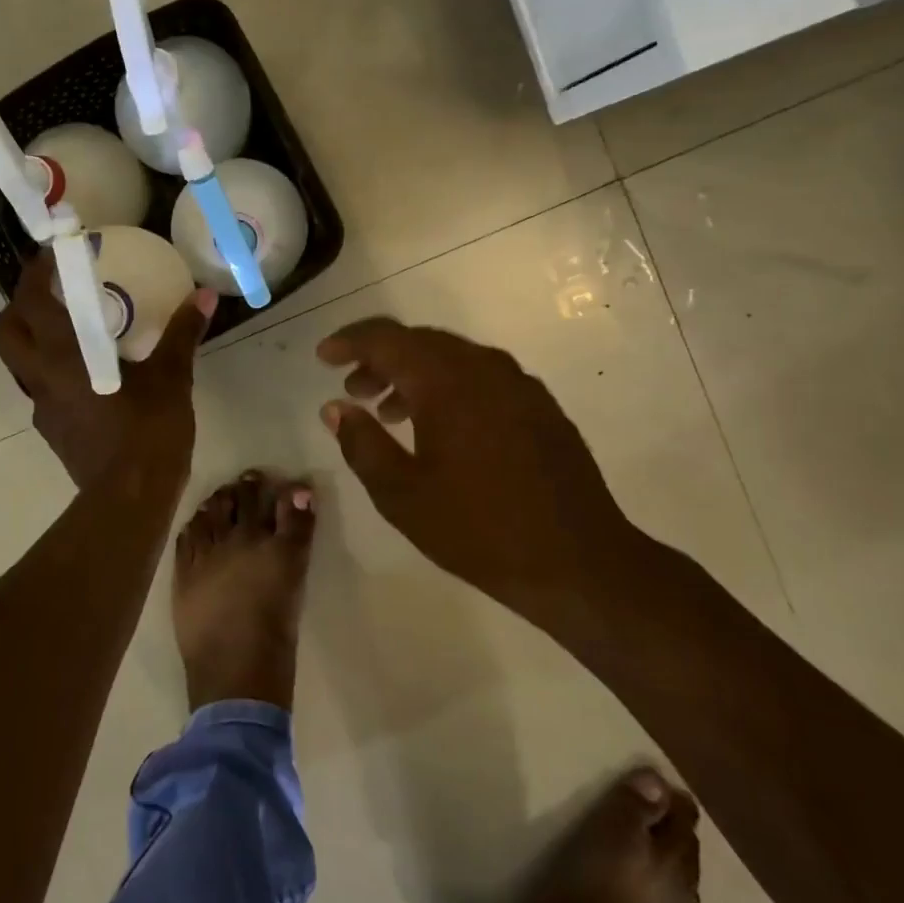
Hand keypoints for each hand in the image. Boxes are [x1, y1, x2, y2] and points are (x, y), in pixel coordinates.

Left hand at [0, 252, 215, 489]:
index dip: (35, 273)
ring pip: (20, 363)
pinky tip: (88, 373)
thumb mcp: (171, 379)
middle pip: (7, 332)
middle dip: (19, 305)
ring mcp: (43, 407)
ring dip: (35, 338)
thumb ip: (183, 334)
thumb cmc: (148, 432)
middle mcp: (42, 378)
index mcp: (64, 356)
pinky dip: (54, 369)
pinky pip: (42, 388)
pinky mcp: (53, 430)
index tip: (53, 254)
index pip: (31, 302)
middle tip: (50, 290)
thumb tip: (205, 296)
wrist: (130, 499)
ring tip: (71, 328)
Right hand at [316, 317, 628, 609]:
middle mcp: (484, 368)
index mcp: (447, 382)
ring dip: (413, 375)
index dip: (350, 342)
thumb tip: (335, 408)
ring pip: (452, 359)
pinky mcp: (539, 406)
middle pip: (420, 342)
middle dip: (379, 359)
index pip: (387, 339)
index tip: (324, 357)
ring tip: (388, 412)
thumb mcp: (401, 494)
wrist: (579, 562)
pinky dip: (448, 387)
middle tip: (352, 389)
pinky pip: (481, 378)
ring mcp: (518, 385)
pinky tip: (440, 427)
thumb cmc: (478, 529)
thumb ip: (362, 443)